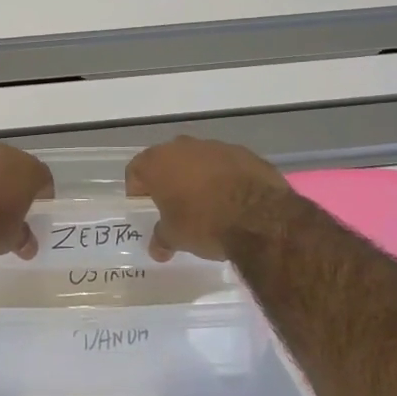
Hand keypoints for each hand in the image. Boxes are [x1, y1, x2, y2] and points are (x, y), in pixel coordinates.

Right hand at [126, 137, 290, 261]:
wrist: (261, 218)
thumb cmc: (205, 224)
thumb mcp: (176, 237)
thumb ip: (162, 238)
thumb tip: (157, 249)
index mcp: (158, 163)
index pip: (135, 169)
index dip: (136, 188)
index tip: (144, 204)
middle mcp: (183, 146)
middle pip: (166, 160)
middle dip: (168, 178)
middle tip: (172, 202)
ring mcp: (215, 146)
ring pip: (197, 158)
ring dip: (197, 175)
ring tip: (205, 201)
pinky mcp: (243, 152)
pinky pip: (224, 163)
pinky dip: (223, 176)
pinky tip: (232, 197)